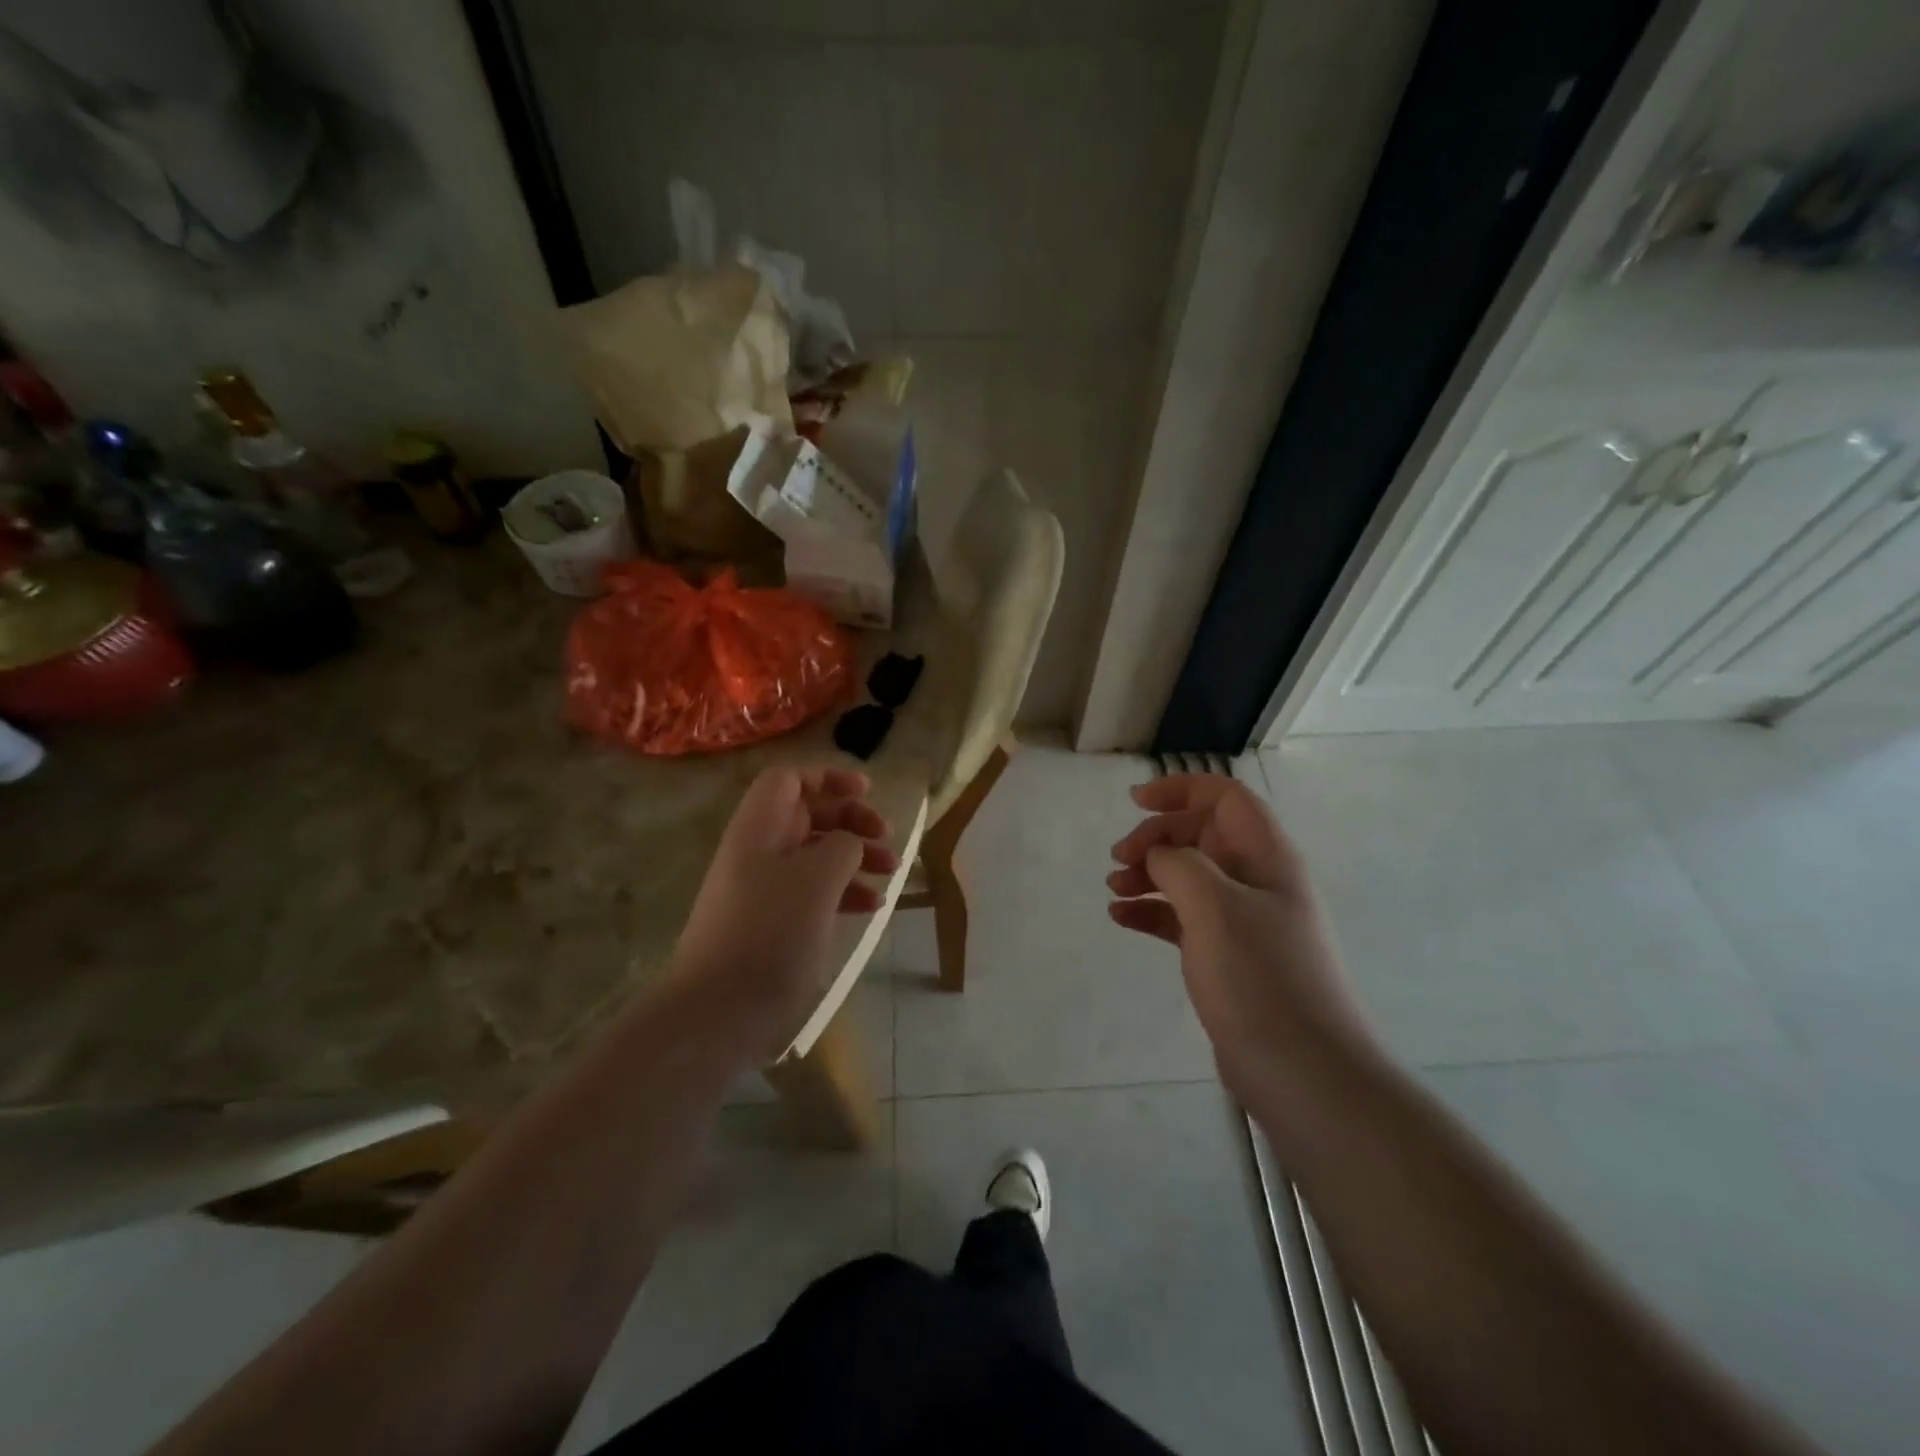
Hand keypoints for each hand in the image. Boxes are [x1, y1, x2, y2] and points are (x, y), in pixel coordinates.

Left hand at [665, 766, 898, 1065]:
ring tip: (891, 872)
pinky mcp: (771, 924)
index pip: (789, 780)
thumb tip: (849, 843)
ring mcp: (763, 889)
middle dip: (850, 819)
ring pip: (814, 854)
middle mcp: (758, 851)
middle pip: (807, 815)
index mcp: (759, 828)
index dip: (828, 778)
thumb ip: (842, 846)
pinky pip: (813, 892)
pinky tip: (871, 908)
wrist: (717, 1012)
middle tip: (886, 836)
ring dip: (855, 856)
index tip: (867, 791)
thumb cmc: (770, 934)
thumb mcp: (818, 879)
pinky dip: (843, 891)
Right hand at [1107, 774, 1375, 1104]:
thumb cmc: (1260, 977)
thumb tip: (1160, 855)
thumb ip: (1180, 864)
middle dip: (1156, 838)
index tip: (1135, 801)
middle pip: (1201, 835)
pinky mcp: (1228, 957)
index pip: (1226, 798)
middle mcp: (1258, 881)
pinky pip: (1183, 918)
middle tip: (1118, 859)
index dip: (1181, 789)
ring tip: (1113, 889)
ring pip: (1189, 877)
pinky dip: (1152, 912)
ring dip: (1149, 875)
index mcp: (1267, 857)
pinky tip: (1121, 919)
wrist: (1304, 1072)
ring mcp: (1244, 921)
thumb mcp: (1214, 906)